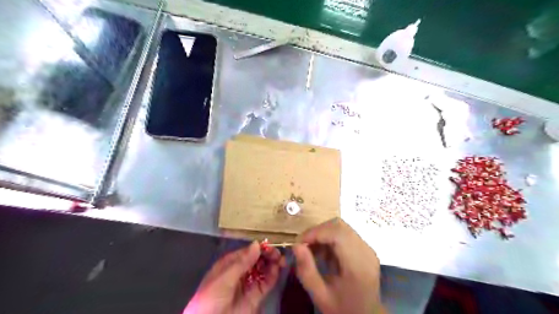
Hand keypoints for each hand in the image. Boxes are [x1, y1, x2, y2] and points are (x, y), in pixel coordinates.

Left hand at [185, 242, 284, 312]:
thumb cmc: (211, 298)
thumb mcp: (224, 278)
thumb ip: (242, 262)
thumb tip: (257, 244)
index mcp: (230, 264)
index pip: (247, 252)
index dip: (259, 247)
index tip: (270, 245)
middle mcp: (241, 271)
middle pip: (257, 259)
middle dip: (267, 255)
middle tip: (277, 253)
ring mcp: (249, 283)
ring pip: (264, 269)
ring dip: (273, 263)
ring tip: (281, 260)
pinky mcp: (256, 295)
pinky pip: (267, 282)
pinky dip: (274, 275)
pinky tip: (278, 269)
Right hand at [294, 218, 383, 312]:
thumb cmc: (342, 309)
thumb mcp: (320, 295)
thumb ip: (306, 270)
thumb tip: (296, 245)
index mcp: (357, 265)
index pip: (337, 233)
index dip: (316, 232)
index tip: (299, 242)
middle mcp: (366, 251)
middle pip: (339, 226)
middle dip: (318, 231)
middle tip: (304, 246)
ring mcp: (367, 248)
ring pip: (341, 227)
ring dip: (324, 234)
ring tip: (313, 251)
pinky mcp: (365, 248)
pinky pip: (345, 233)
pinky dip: (330, 238)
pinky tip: (324, 254)